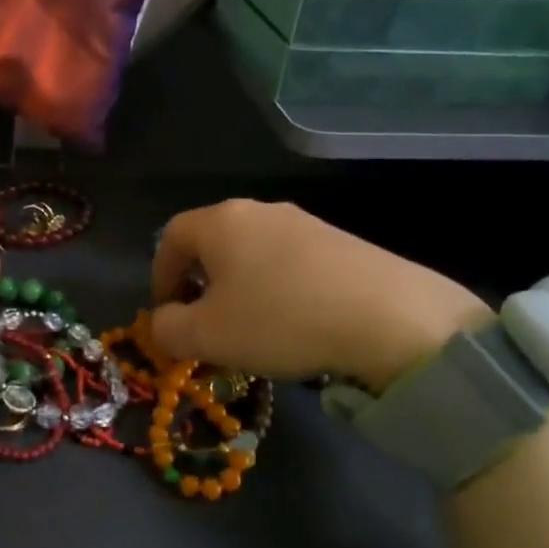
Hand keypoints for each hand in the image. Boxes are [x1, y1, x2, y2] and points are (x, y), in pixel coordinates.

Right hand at [149, 200, 490, 388]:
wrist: (388, 316)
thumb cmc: (280, 319)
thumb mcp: (207, 336)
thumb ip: (168, 329)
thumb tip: (163, 322)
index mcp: (221, 222)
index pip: (171, 236)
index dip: (160, 274)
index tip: (166, 311)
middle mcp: (261, 211)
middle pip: (214, 241)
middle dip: (200, 282)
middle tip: (205, 322)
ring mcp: (305, 223)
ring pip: (254, 252)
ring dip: (241, 286)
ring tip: (252, 327)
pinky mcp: (341, 242)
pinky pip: (291, 263)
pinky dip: (278, 288)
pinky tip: (295, 322)